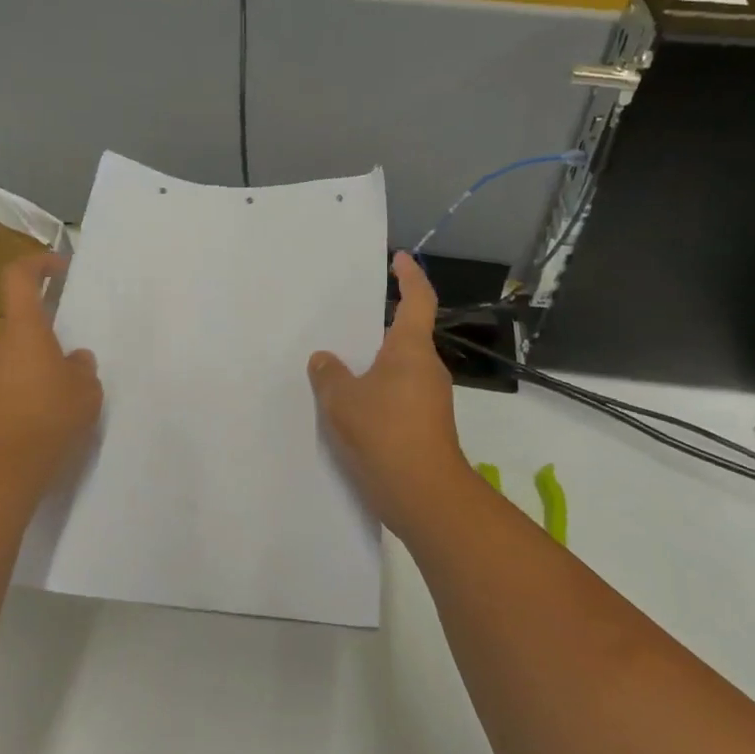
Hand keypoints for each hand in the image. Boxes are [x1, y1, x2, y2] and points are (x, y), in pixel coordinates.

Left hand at [0, 253, 102, 484]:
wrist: (3, 466)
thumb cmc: (49, 415)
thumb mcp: (85, 390)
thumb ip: (83, 368)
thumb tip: (75, 359)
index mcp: (24, 329)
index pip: (20, 277)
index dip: (38, 264)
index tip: (61, 268)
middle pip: (22, 323)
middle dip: (50, 334)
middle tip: (78, 358)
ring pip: (18, 355)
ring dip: (41, 365)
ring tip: (70, 393)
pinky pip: (12, 382)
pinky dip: (31, 389)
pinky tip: (52, 415)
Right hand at [309, 251, 471, 533]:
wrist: (424, 495)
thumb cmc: (385, 434)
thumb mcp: (342, 400)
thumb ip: (329, 374)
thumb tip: (325, 360)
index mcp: (411, 349)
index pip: (417, 300)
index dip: (410, 276)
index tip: (399, 259)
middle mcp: (426, 368)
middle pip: (405, 336)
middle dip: (379, 327)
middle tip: (344, 322)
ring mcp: (429, 399)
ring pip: (399, 369)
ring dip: (374, 364)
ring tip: (337, 366)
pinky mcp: (424, 426)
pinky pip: (396, 395)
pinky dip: (375, 392)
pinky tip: (349, 406)